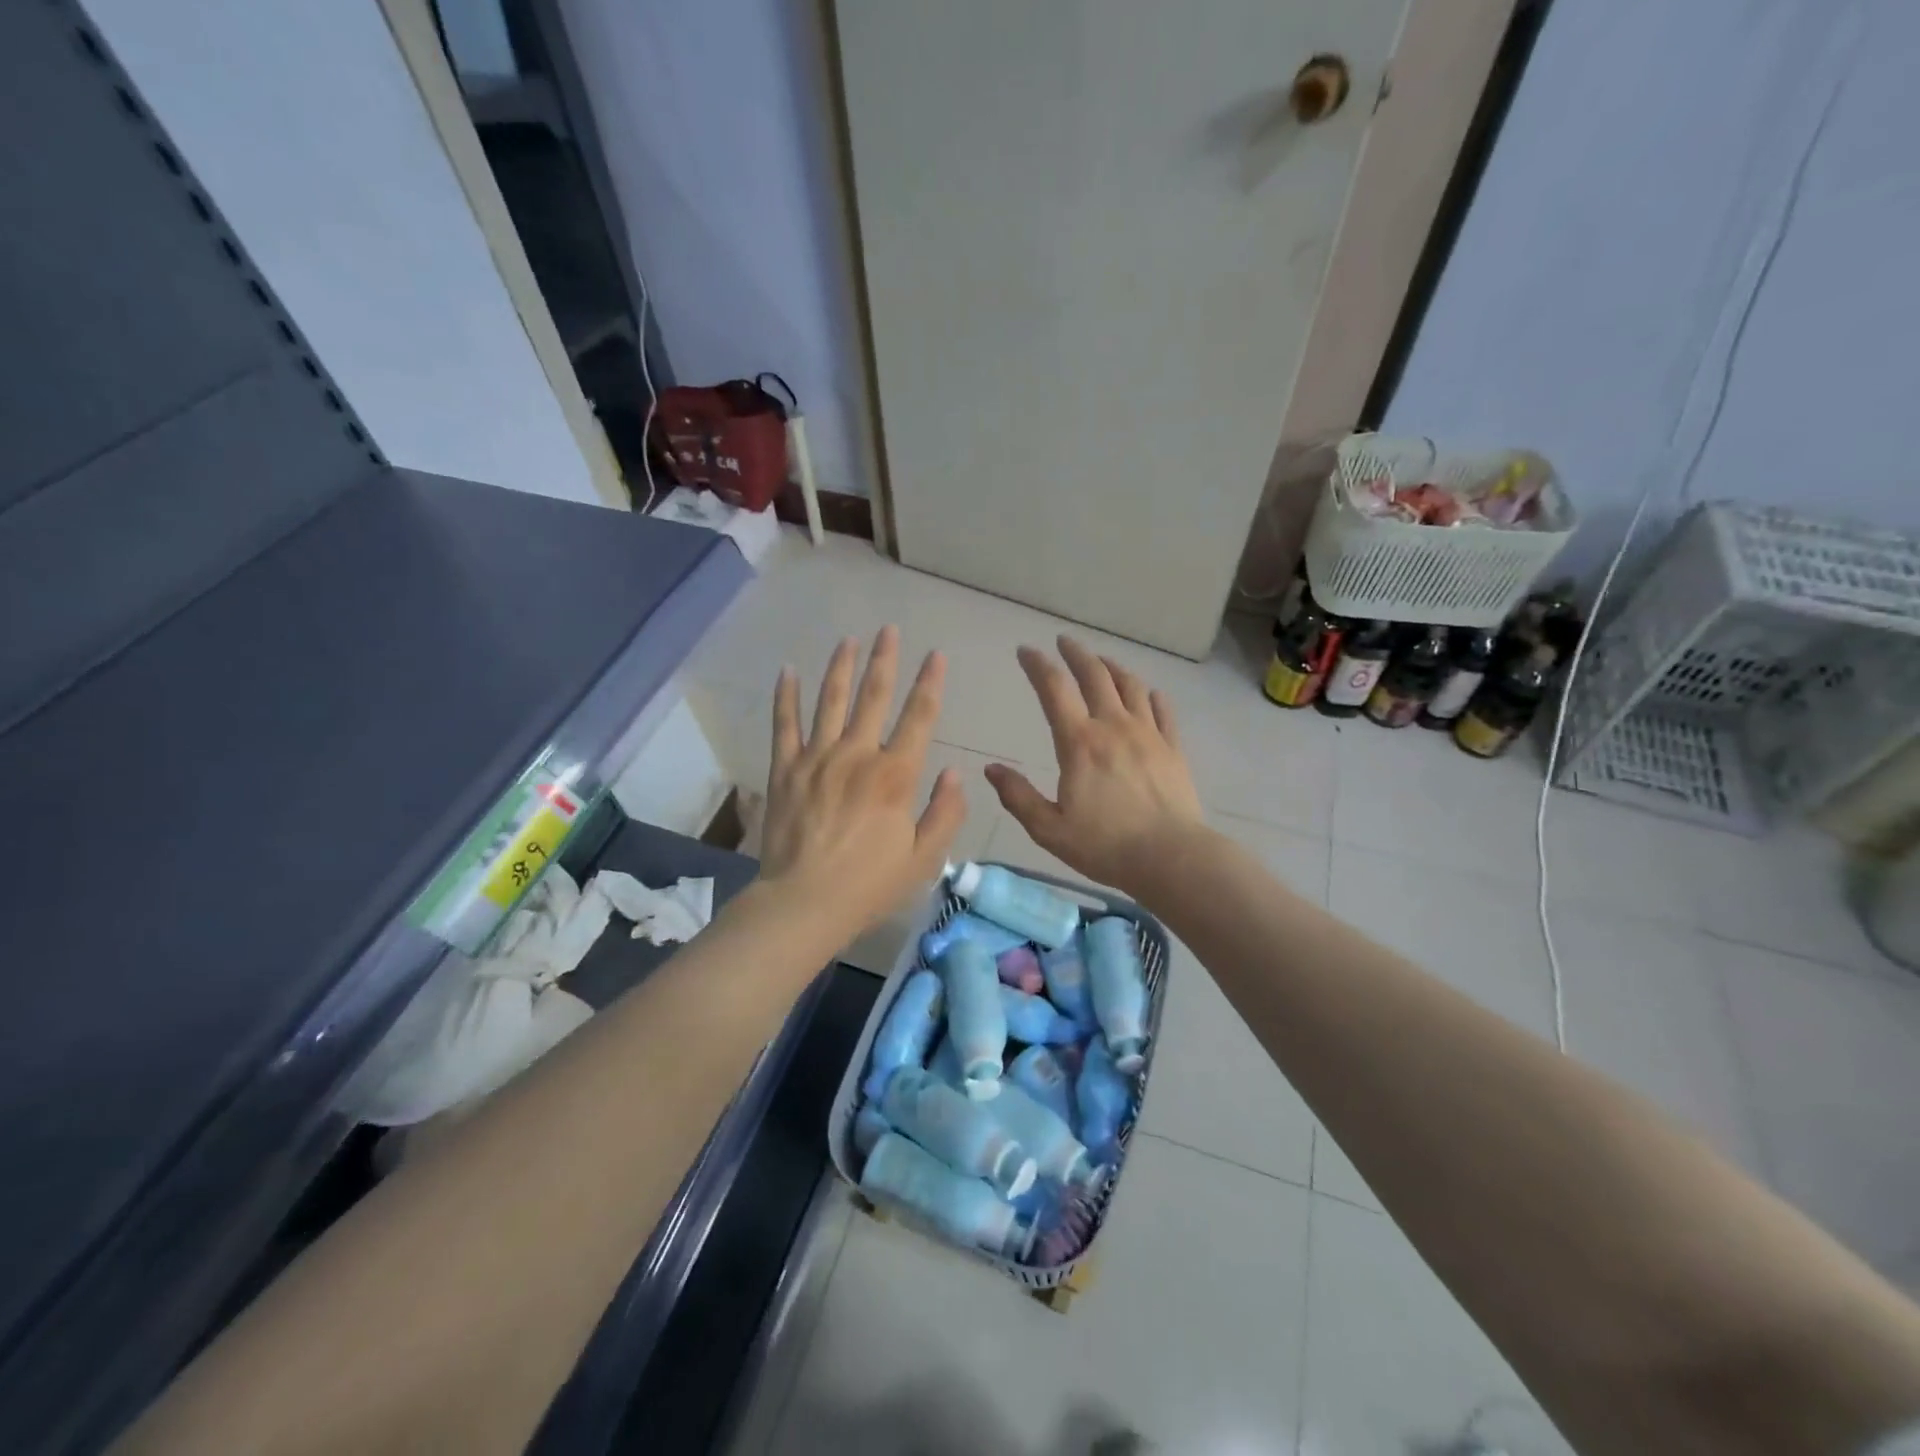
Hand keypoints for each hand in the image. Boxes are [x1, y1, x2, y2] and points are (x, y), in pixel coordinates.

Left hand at [758, 627, 966, 943]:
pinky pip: (785, 724)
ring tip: (848, 640)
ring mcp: (817, 758)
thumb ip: (946, 812)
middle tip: (889, 630)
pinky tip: (788, 671)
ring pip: (830, 700)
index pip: (919, 717)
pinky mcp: (785, 769)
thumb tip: (956, 773)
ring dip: (841, 667)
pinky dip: (787, 696)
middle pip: (874, 696)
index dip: (930, 683)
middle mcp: (858, 755)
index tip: (936, 655)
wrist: (804, 903)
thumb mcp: (924, 858)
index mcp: (896, 775)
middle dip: (884, 659)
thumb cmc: (870, 885)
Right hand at [984, 636, 1206, 897]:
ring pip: (1130, 686)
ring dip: (1112, 667)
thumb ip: (1018, 796)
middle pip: (1095, 675)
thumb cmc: (1105, 846)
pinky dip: (1150, 695)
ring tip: (1100, 661)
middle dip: (1076, 653)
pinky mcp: (1173, 748)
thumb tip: (991, 769)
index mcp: (1079, 742)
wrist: (1171, 858)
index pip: (1054, 689)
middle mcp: (1114, 727)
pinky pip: (1162, 710)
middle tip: (1064, 641)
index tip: (1025, 651)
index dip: (1037, 665)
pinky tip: (1147, 693)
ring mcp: (1148, 734)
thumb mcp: (1049, 829)